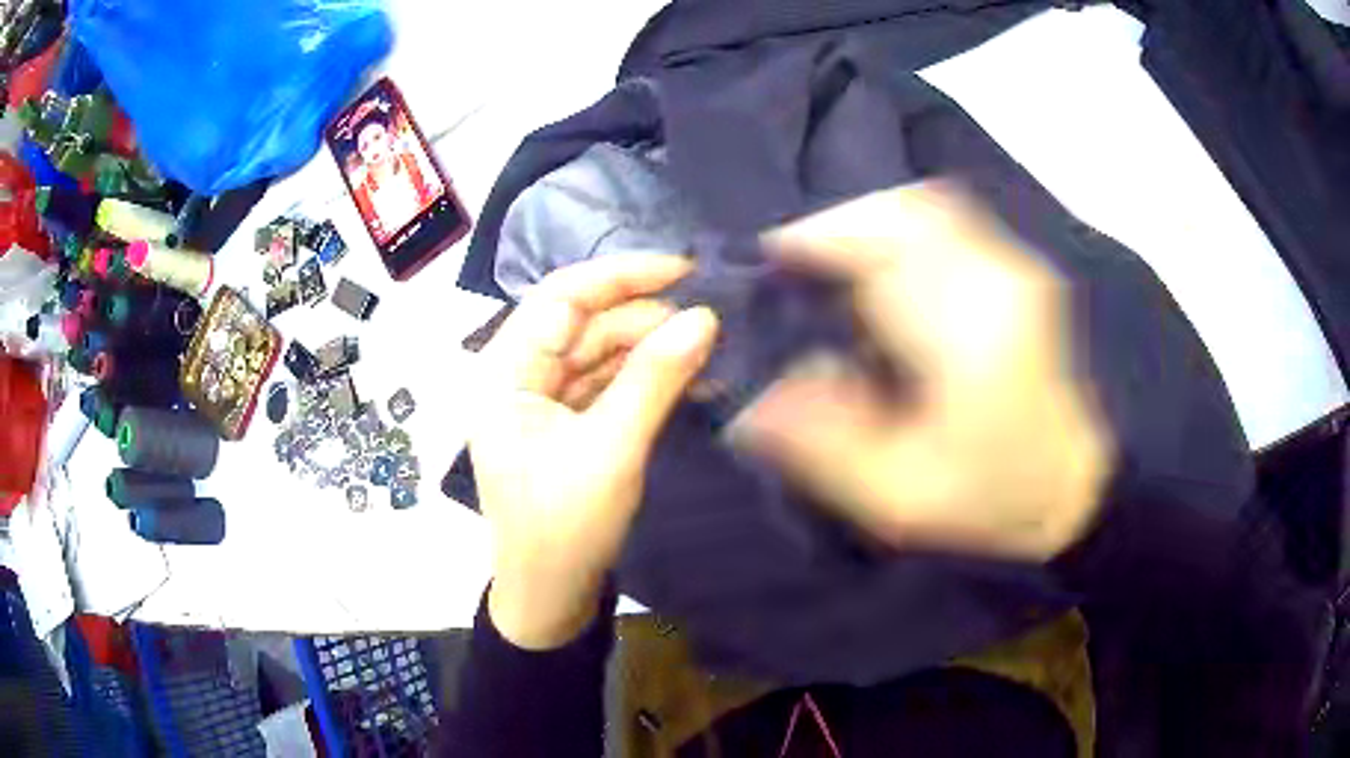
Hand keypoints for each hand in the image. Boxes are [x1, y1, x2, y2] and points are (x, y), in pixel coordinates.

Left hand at [470, 255, 717, 648]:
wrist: (550, 596)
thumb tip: (705, 318)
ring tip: (709, 349)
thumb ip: (655, 379)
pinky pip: (604, 383)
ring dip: (649, 348)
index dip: (622, 275)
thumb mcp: (612, 450)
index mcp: (504, 373)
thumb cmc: (565, 528)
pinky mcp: (563, 423)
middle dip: (645, 318)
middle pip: (584, 323)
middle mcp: (516, 376)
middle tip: (709, 323)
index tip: (684, 268)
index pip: (561, 297)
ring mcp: (540, 400)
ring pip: (598, 351)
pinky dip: (643, 378)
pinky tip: (688, 376)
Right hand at [737, 184, 1113, 560]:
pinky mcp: (1019, 271)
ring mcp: (1014, 267)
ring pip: (926, 207)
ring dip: (870, 223)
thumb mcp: (901, 496)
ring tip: (833, 268)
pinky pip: (948, 223)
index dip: (815, 240)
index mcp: (969, 332)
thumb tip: (753, 399)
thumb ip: (824, 444)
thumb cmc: (998, 498)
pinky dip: (902, 231)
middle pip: (905, 209)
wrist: (1083, 486)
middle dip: (839, 224)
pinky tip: (884, 274)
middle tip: (796, 266)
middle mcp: (996, 277)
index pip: (882, 249)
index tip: (767, 261)